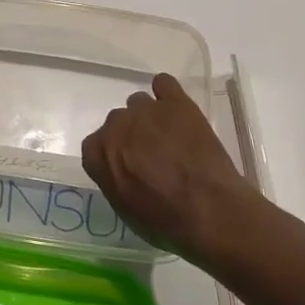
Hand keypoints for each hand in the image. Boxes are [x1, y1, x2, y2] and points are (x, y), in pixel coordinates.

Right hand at [81, 73, 271, 260]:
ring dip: (149, 117)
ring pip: (139, 103)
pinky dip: (167, 93)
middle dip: (130, 135)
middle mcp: (116, 125)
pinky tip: (177, 109)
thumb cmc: (165, 220)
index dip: (112, 155)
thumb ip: (113, 178)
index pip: (95, 145)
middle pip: (117, 121)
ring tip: (169, 135)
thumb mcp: (126, 208)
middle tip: (151, 153)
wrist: (209, 209)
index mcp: (99, 153)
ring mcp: (146, 110)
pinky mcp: (176, 102)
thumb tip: (119, 167)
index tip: (127, 166)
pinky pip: (163, 83)